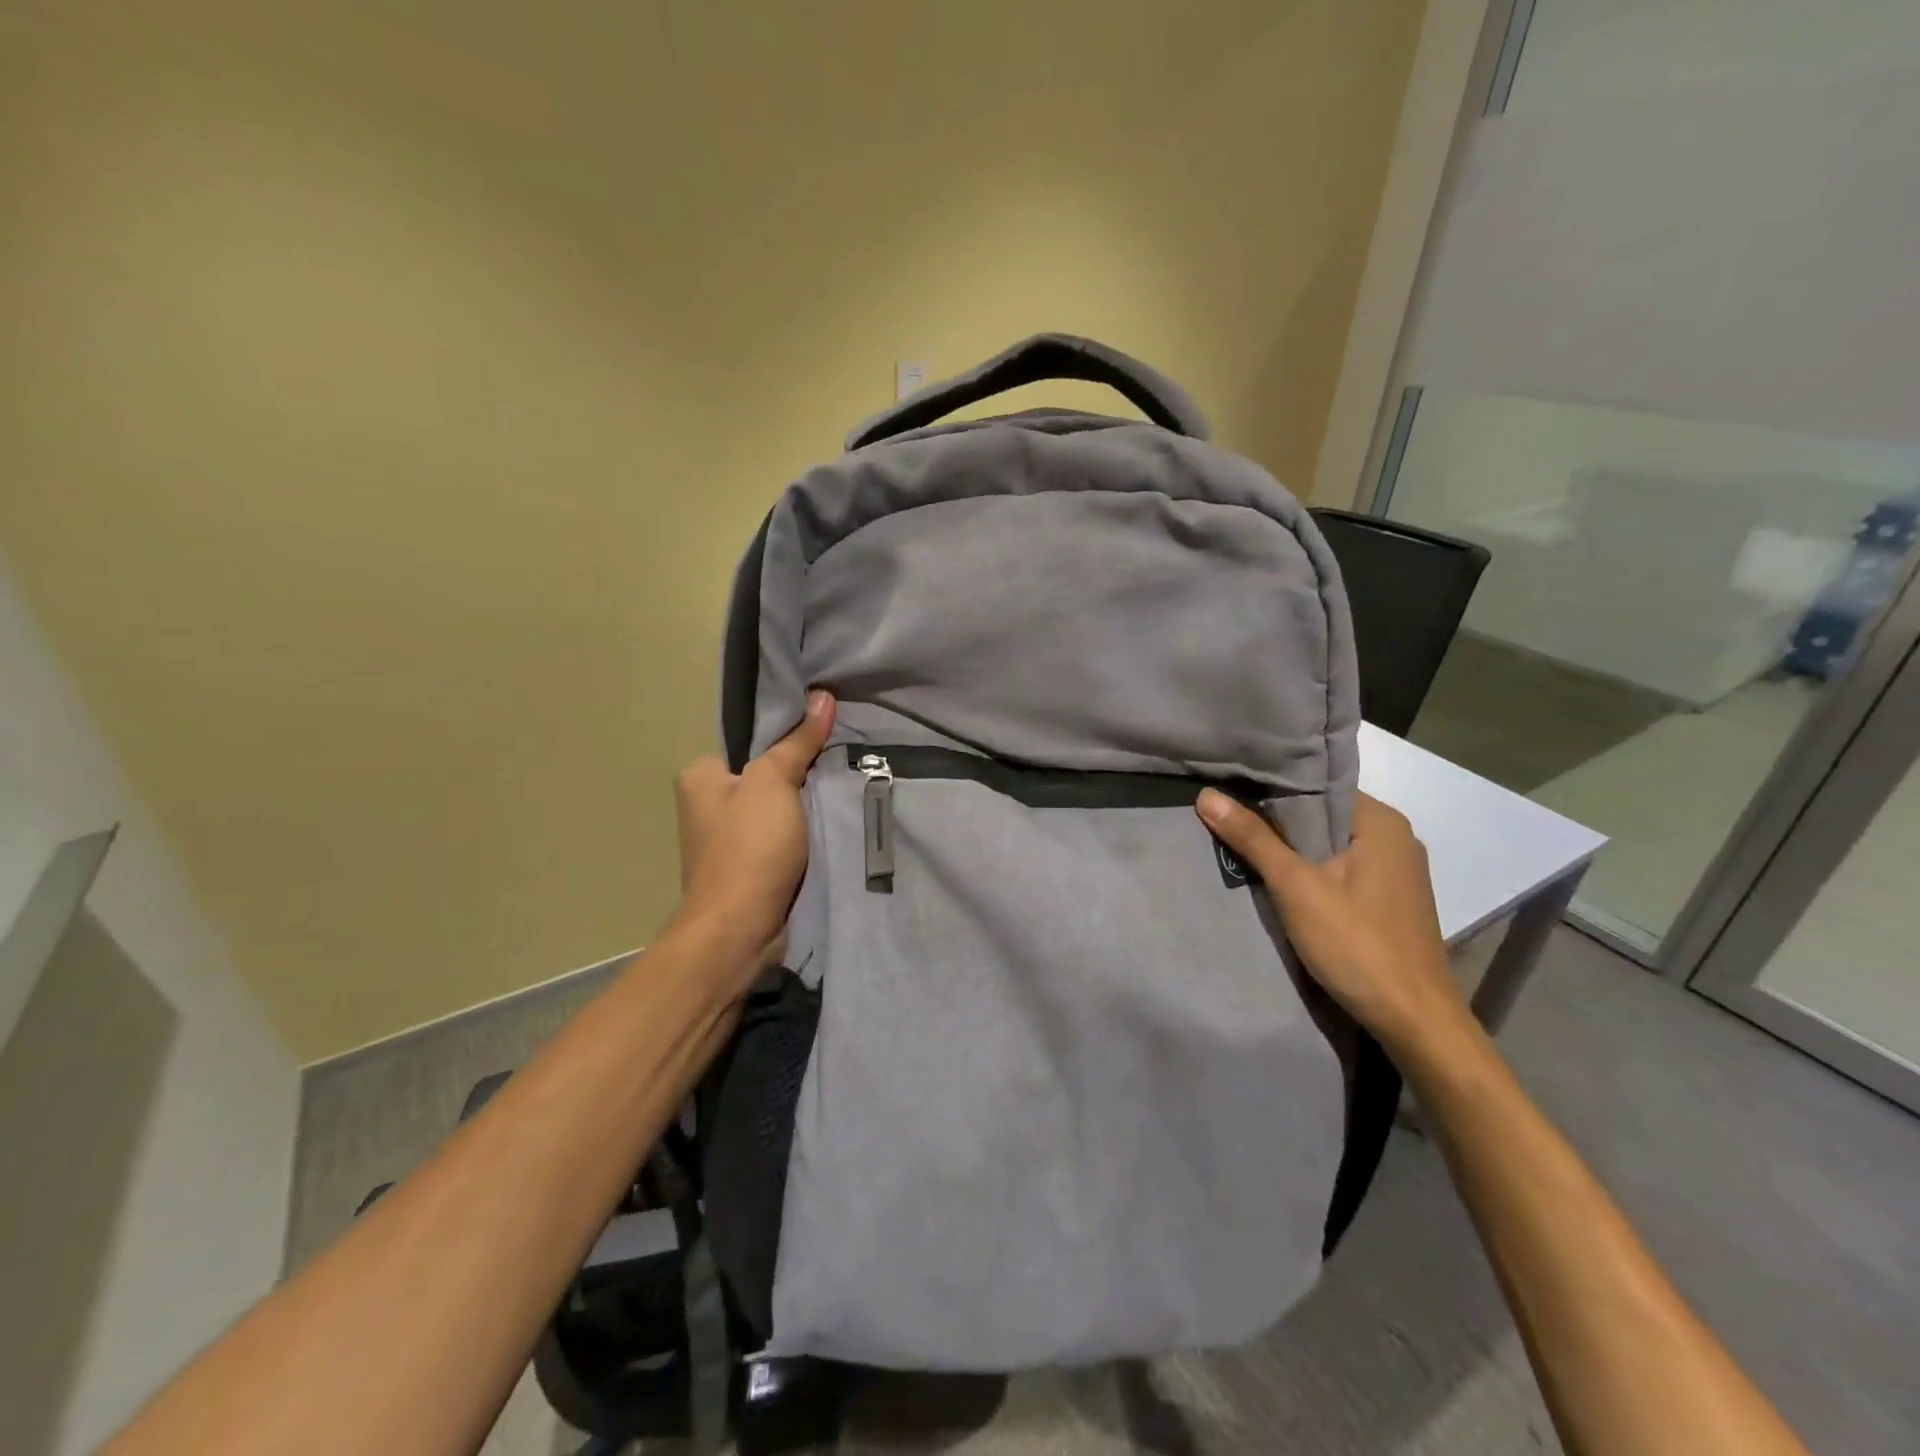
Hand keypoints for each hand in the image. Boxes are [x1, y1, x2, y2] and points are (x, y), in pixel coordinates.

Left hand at [671, 690, 835, 968]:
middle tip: (839, 766)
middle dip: (799, 776)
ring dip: (803, 810)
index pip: (749, 744)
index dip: (787, 739)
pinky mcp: (746, 871)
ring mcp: (725, 842)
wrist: (740, 928)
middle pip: (764, 778)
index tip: (825, 738)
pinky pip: (779, 841)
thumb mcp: (776, 781)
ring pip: (775, 811)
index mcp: (700, 777)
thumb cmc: (750, 846)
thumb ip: (798, 741)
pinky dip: (801, 837)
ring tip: (842, 793)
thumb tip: (822, 696)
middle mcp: (705, 806)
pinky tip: (829, 829)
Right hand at [1195, 789, 1471, 1060]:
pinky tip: (1280, 878)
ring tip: (1242, 840)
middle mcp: (1395, 837)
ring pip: (1330, 843)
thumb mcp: (1296, 888)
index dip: (1270, 786)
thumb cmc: (1357, 945)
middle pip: (1322, 815)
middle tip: (1225, 814)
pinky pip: (1341, 867)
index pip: (1316, 786)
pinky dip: (1311, 868)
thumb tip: (1206, 794)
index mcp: (1381, 821)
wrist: (1415, 1022)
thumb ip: (1253, 838)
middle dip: (1276, 818)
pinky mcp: (1390, 899)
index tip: (1228, 787)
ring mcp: (1396, 870)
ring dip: (1292, 846)